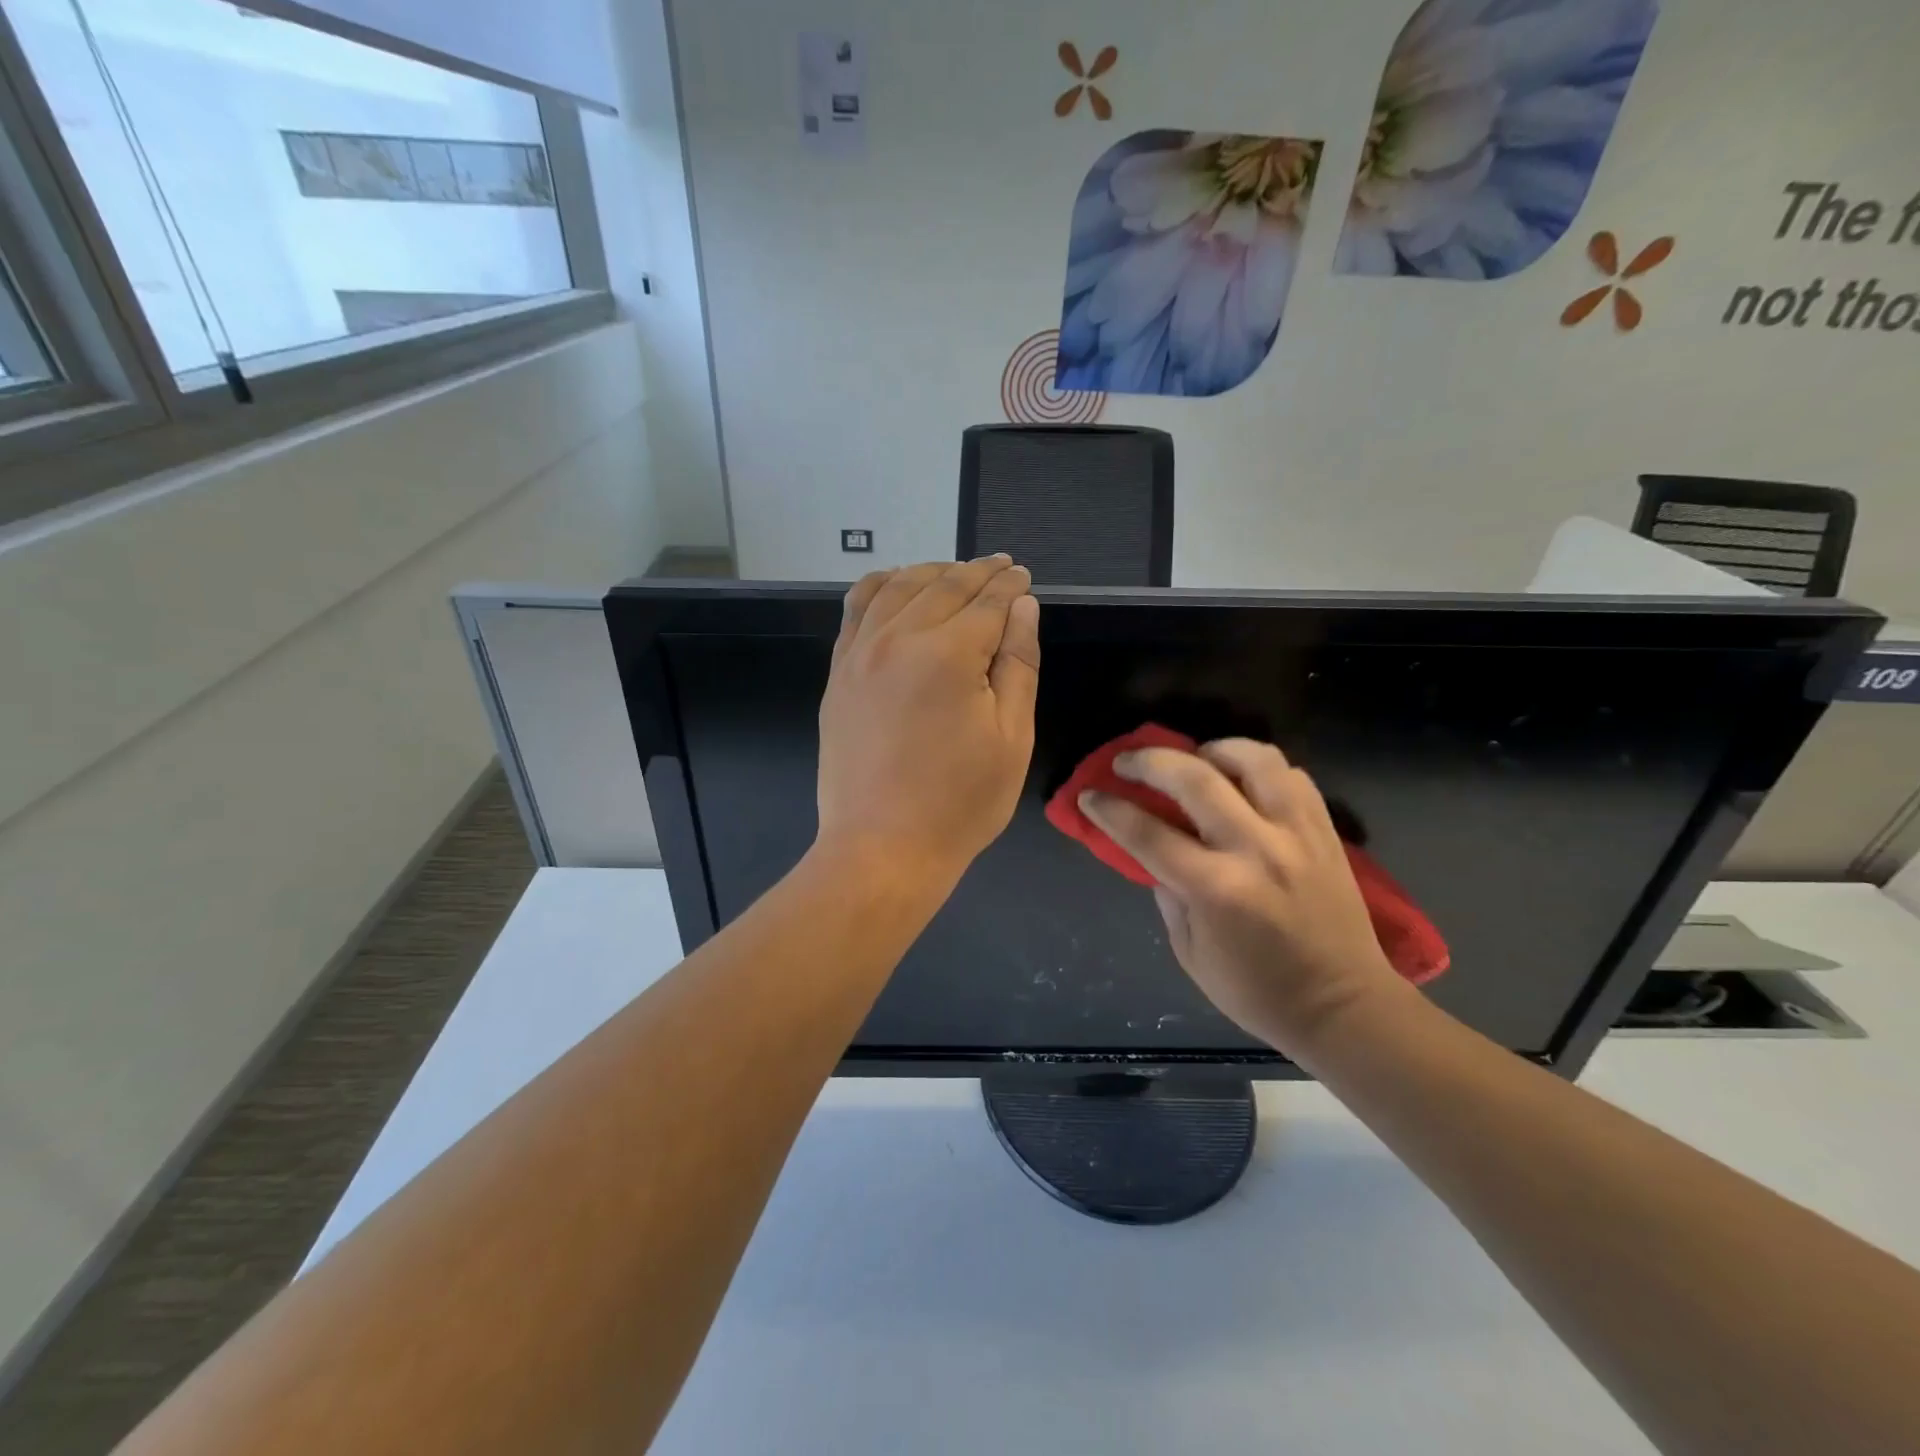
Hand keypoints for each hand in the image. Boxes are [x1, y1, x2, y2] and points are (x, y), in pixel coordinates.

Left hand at [816, 557, 1040, 888]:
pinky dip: (880, 586)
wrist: (882, 847)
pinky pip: (855, 609)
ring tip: (956, 572)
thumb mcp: (1011, 738)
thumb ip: (1018, 665)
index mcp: (949, 655)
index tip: (1023, 576)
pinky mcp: (838, 672)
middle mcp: (899, 639)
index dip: (1010, 586)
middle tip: (1001, 567)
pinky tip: (896, 584)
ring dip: (932, 571)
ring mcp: (860, 653)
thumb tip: (1022, 606)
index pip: (988, 602)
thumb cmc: (960, 802)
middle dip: (978, 572)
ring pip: (898, 587)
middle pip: (944, 586)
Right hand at [1081, 739, 1401, 1055]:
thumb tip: (1158, 853)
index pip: (1147, 832)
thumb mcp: (1190, 953)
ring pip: (1253, 760)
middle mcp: (1256, 849)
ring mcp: (1296, 834)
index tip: (1090, 795)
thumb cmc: (1257, 991)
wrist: (1343, 1008)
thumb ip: (1169, 896)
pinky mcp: (1324, 831)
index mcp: (1215, 889)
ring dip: (1212, 750)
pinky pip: (1291, 776)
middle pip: (1194, 778)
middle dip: (1149, 762)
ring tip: (1195, 759)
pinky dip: (1259, 768)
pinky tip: (1242, 781)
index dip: (1110, 809)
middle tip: (1126, 762)